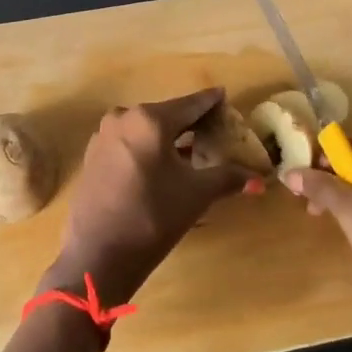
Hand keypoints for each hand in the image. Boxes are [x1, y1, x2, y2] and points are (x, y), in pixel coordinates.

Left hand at [42, 88, 257, 305]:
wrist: (98, 255)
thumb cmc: (152, 217)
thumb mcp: (196, 195)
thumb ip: (228, 178)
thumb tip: (259, 180)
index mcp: (150, 119)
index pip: (190, 104)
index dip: (211, 102)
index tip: (225, 96)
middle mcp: (123, 118)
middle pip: (167, 114)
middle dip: (191, 122)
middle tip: (213, 128)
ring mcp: (104, 136)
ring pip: (146, 129)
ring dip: (168, 136)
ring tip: (190, 148)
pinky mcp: (93, 156)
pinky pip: (129, 142)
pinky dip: (148, 148)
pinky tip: (161, 165)